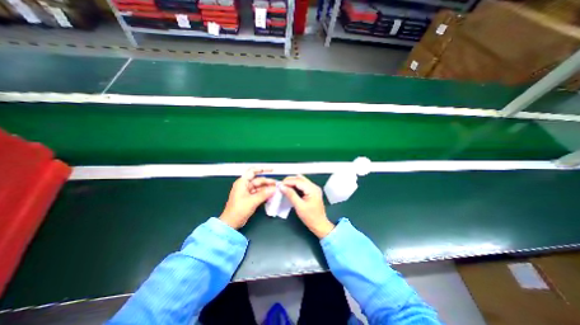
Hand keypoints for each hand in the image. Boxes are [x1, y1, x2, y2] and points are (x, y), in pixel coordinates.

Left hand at [221, 169, 276, 229]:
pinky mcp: (249, 198)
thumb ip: (264, 194)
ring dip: (267, 188)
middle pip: (258, 180)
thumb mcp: (252, 201)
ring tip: (276, 190)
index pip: (252, 172)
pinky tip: (271, 195)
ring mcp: (247, 192)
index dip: (262, 169)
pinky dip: (264, 194)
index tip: (272, 170)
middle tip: (277, 185)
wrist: (231, 222)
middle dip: (267, 182)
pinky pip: (258, 193)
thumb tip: (274, 189)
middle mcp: (244, 185)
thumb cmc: (238, 210)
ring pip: (259, 187)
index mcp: (242, 183)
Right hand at [281, 176, 335, 237]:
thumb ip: (290, 195)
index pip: (298, 181)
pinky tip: (290, 189)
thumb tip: (282, 187)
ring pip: (301, 181)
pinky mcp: (312, 192)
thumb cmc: (310, 217)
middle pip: (300, 179)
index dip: (288, 181)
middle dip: (290, 181)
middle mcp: (314, 186)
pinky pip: (303, 185)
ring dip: (292, 183)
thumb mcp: (299, 206)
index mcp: (312, 189)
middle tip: (281, 186)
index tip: (279, 185)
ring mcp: (314, 189)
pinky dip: (296, 186)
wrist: (320, 225)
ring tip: (284, 187)